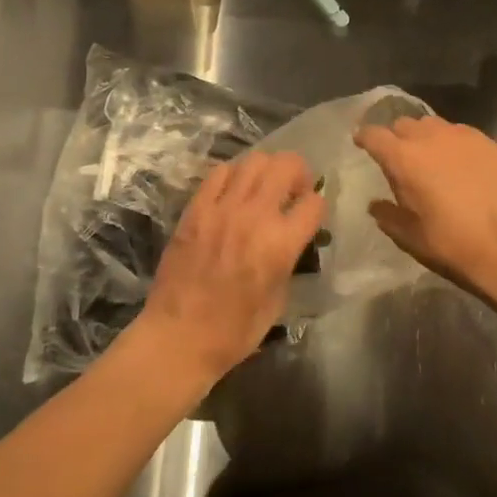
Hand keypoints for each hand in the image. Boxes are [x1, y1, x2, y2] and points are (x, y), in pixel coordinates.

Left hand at [137, 151, 325, 383]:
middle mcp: (255, 216)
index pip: (314, 203)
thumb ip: (288, 261)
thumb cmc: (234, 331)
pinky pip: (219, 173)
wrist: (179, 336)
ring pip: (253, 160)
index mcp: (281, 244)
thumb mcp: (278, 301)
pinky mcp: (196, 208)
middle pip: (286, 165)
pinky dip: (233, 175)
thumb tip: (290, 241)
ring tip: (263, 186)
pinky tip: (233, 192)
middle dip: (297, 172)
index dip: (317, 206)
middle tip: (292, 189)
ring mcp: (222, 208)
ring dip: (266, 169)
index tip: (310, 214)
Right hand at [354, 116, 496, 299]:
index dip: (364, 137)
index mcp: (403, 158)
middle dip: (395, 136)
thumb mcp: (408, 235)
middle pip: (403, 124)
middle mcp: (429, 137)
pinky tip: (459, 162)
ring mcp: (460, 136)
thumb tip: (376, 205)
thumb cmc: (449, 242)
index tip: (361, 143)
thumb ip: (387, 214)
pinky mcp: (486, 142)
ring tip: (430, 156)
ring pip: (432, 124)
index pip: (374, 135)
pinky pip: (460, 132)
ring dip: (424, 136)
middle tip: (399, 157)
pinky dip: (452, 142)